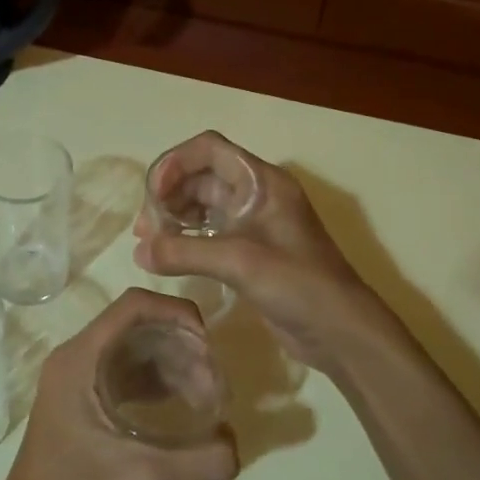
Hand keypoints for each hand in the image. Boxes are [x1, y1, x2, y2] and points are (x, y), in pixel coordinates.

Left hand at [0, 289, 238, 479]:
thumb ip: (205, 457)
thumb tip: (236, 442)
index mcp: (81, 359)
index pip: (136, 305)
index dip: (179, 314)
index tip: (211, 348)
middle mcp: (75, 360)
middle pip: (138, 328)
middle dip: (182, 348)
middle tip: (215, 386)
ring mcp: (75, 385)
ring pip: (133, 354)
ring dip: (172, 368)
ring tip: (206, 401)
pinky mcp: (79, 409)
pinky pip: (124, 379)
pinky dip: (155, 387)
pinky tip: (180, 412)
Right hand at [134, 131, 387, 370]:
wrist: (340, 330)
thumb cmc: (298, 284)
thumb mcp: (239, 261)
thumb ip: (185, 252)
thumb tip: (139, 252)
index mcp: (262, 181)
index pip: (209, 149)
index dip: (176, 163)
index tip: (153, 195)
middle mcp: (257, 195)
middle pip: (202, 176)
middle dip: (169, 195)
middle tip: (145, 229)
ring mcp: (254, 224)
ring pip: (204, 205)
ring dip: (175, 217)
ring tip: (150, 244)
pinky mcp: (251, 252)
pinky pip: (210, 233)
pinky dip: (187, 239)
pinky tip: (169, 257)